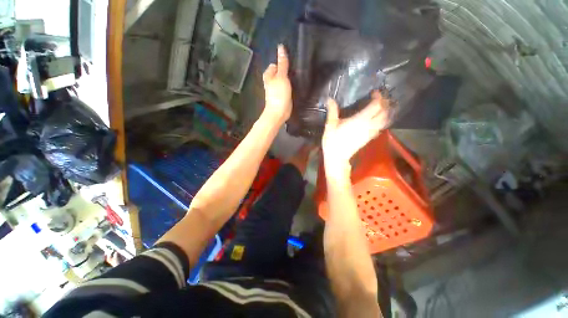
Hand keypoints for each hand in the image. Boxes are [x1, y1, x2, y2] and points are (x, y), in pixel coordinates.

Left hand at [262, 44, 291, 124]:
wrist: (280, 112)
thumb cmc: (279, 94)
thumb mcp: (281, 76)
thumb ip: (282, 63)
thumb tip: (280, 47)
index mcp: (268, 75)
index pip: (276, 64)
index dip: (283, 62)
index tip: (292, 62)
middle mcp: (271, 81)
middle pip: (280, 71)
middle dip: (287, 70)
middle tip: (297, 69)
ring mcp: (277, 89)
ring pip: (284, 79)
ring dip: (290, 77)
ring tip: (298, 74)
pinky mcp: (282, 95)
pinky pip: (287, 86)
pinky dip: (291, 85)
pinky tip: (297, 84)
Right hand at [322, 92, 388, 175]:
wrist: (337, 157)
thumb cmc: (333, 141)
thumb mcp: (330, 125)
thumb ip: (332, 111)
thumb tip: (329, 99)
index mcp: (359, 120)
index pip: (376, 105)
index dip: (378, 97)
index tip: (374, 92)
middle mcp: (368, 125)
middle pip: (384, 112)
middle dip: (384, 103)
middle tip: (379, 98)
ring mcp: (370, 133)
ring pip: (385, 120)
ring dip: (386, 112)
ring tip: (381, 107)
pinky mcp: (369, 138)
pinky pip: (381, 128)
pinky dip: (383, 121)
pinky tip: (378, 119)